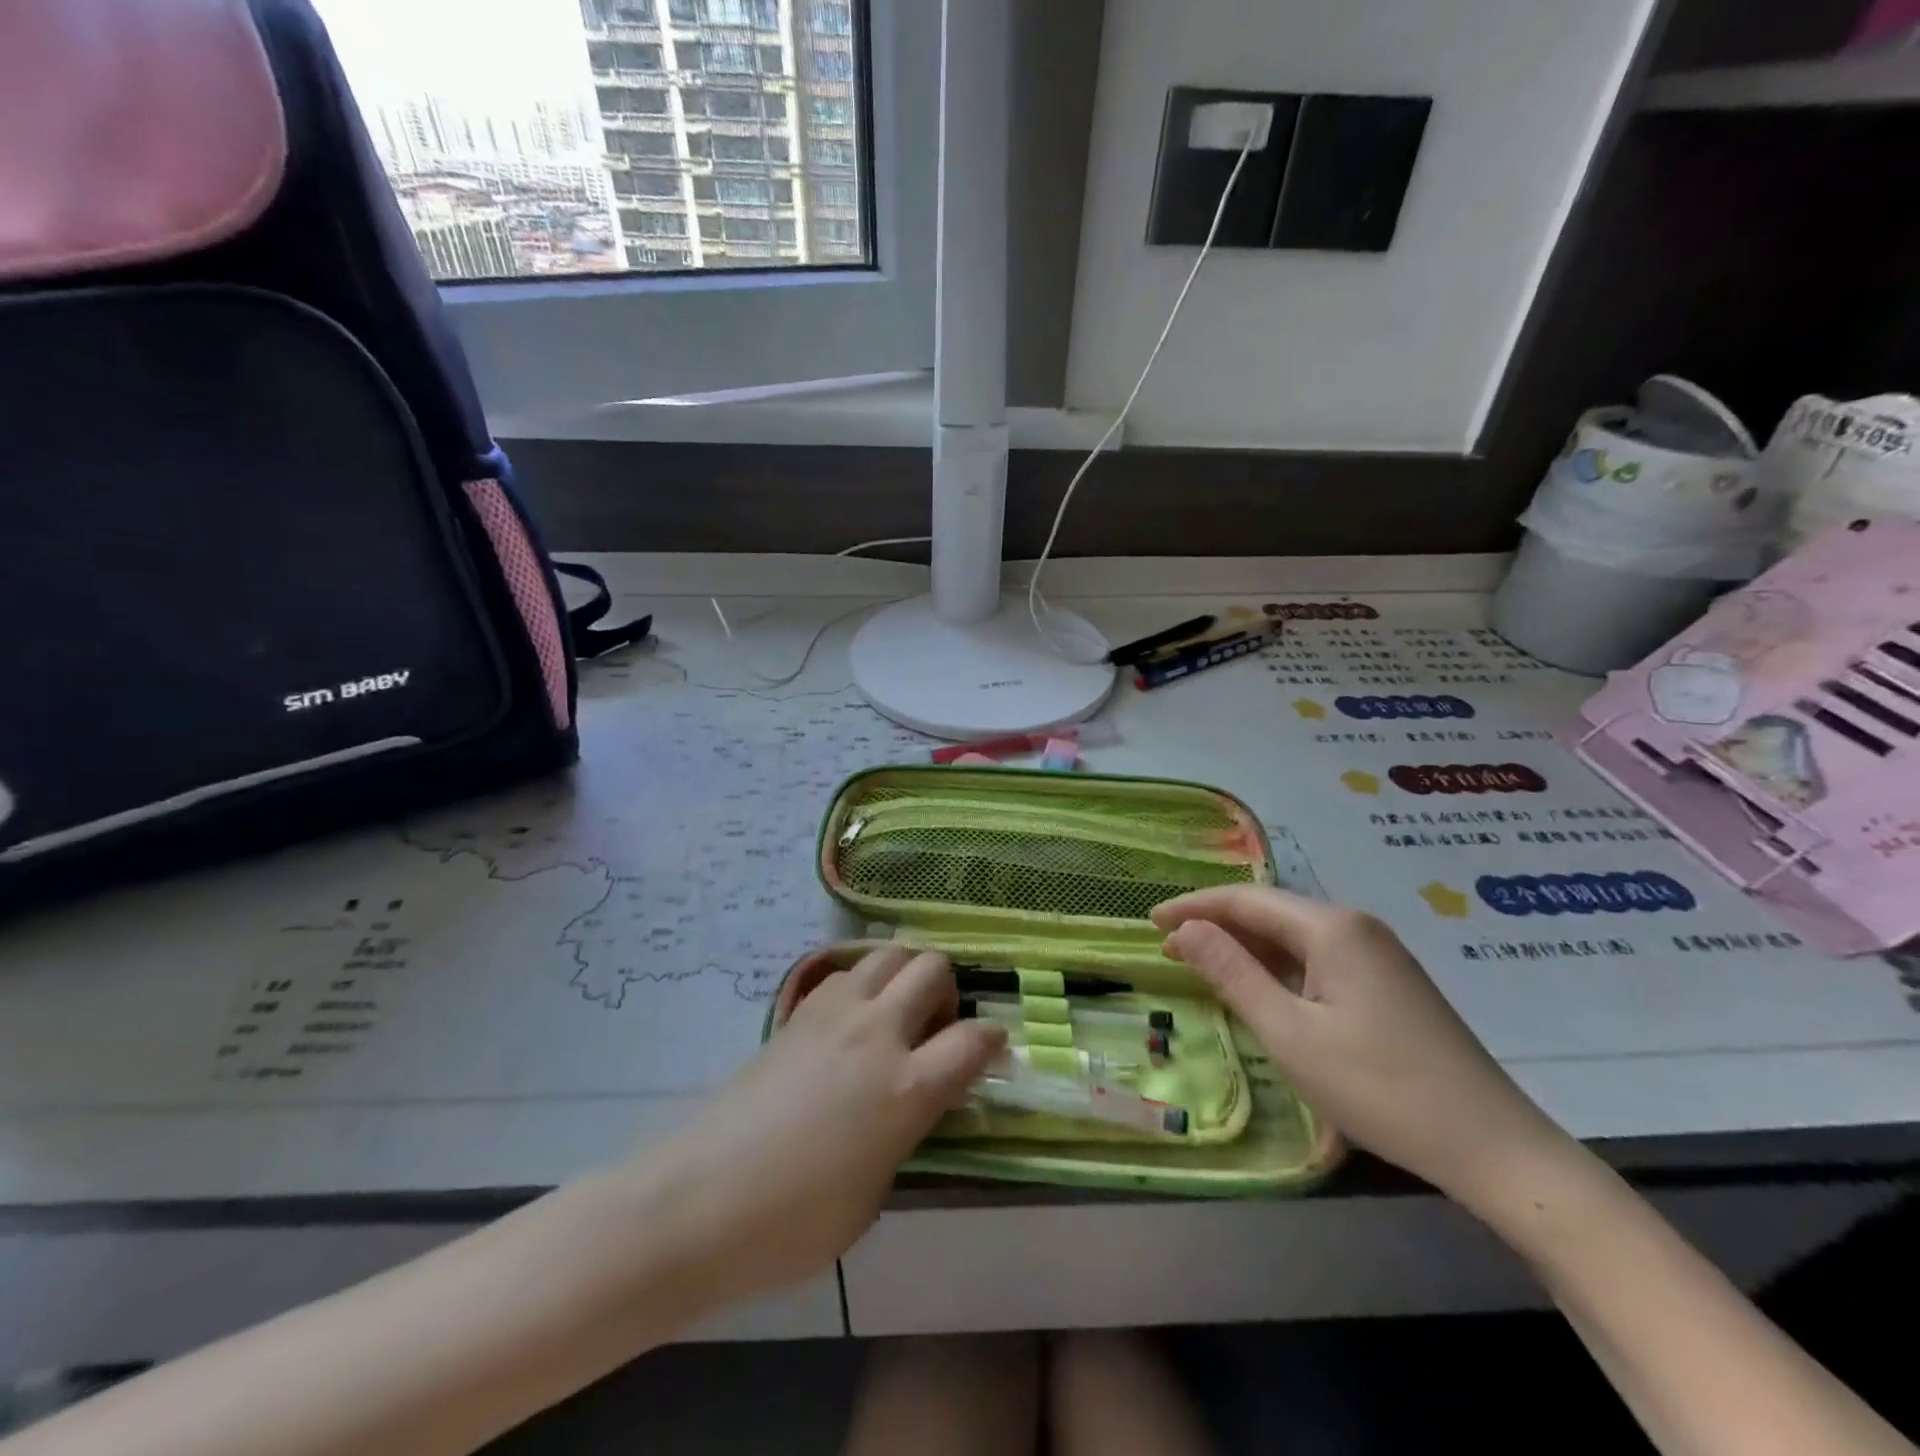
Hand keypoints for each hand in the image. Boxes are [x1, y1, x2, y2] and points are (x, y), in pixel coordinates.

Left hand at [630, 947, 1005, 1308]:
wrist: (700, 1200)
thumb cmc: (794, 1221)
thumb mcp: (875, 1194)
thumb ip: (905, 1132)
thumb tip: (910, 1103)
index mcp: (906, 1088)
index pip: (974, 1039)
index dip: (993, 1040)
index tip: (991, 1050)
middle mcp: (877, 1033)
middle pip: (933, 967)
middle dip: (947, 991)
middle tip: (935, 1029)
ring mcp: (834, 1013)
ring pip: (889, 952)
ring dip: (905, 975)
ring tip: (894, 1016)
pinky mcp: (798, 1011)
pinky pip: (846, 972)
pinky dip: (863, 984)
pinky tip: (850, 1024)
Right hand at [1153, 887, 1576, 1210]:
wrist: (1494, 1147)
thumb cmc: (1380, 1088)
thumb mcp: (1290, 1034)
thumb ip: (1233, 974)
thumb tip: (1187, 929)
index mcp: (1331, 928)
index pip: (1245, 900)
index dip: (1194, 907)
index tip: (1151, 923)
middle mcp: (1355, 926)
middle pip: (1270, 911)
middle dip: (1216, 924)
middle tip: (1169, 947)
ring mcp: (1377, 954)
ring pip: (1294, 935)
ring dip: (1246, 945)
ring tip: (1202, 963)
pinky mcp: (1389, 982)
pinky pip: (1317, 957)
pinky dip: (1278, 966)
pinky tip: (1261, 985)